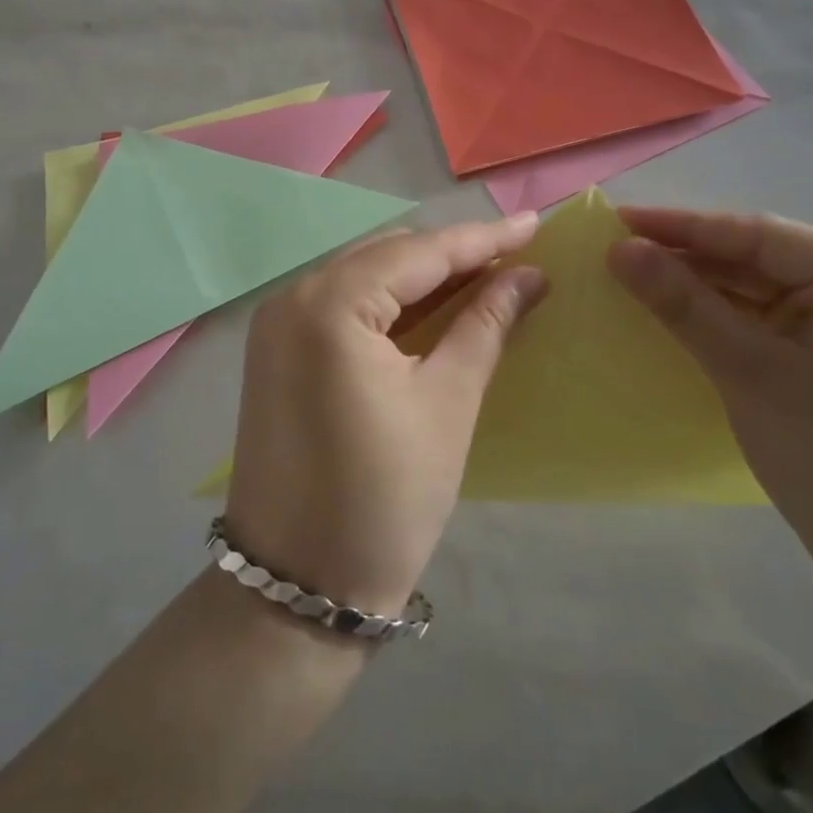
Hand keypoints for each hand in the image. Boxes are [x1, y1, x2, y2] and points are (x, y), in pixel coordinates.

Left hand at [226, 216, 547, 616]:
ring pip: (364, 276)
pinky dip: (391, 302)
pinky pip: (343, 305)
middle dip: (453, 253)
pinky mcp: (277, 352)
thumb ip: (485, 324)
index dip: (482, 238)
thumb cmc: (385, 497)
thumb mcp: (448, 402)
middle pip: (387, 255)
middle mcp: (292, 298)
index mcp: (329, 305)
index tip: (535, 225)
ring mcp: (277, 325)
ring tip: (487, 276)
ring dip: (423, 276)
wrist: (298, 586)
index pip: (419, 252)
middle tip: (516, 258)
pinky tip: (435, 307)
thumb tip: (527, 275)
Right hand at [608, 208, 812, 583]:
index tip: (619, 219)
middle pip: (757, 256)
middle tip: (616, 245)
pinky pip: (760, 316)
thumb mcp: (747, 370)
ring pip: (754, 286)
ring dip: (696, 282)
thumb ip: (683, 303)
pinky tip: (668, 304)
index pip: (759, 235)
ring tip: (630, 269)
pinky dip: (715, 312)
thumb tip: (620, 249)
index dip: (684, 226)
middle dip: (687, 254)